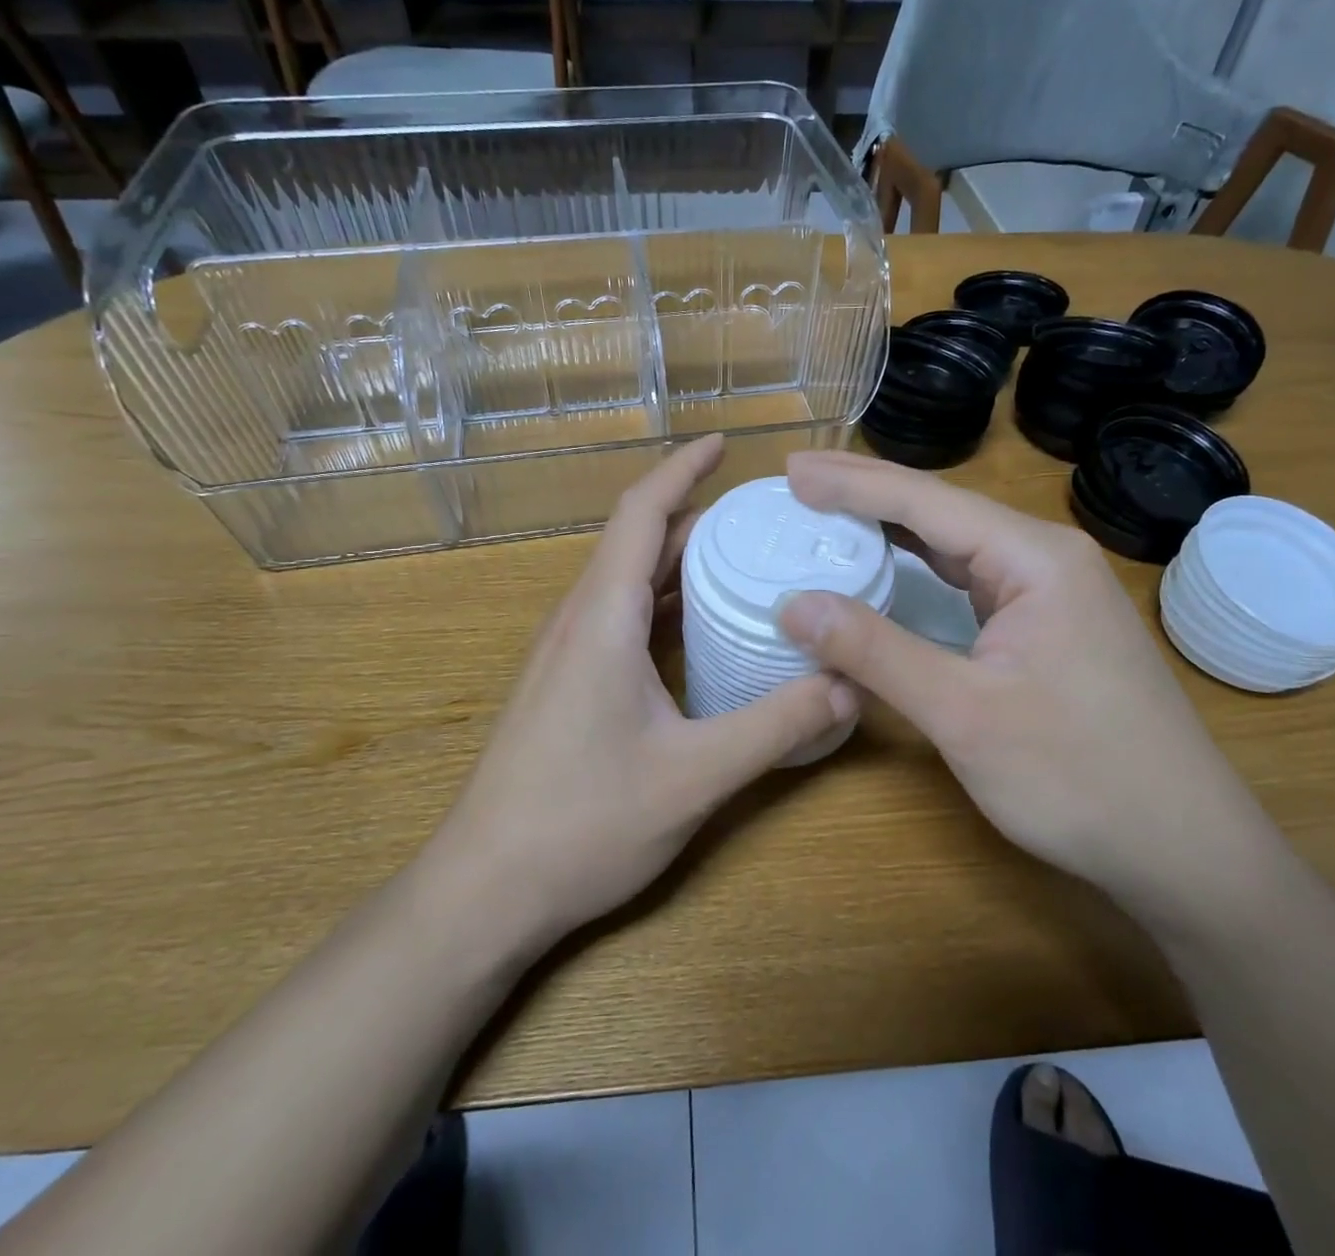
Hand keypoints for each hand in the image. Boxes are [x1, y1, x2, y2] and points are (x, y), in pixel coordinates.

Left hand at [435, 436, 858, 946]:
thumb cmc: (582, 824)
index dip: (682, 469)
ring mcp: (566, 653)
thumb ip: (777, 726)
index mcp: (603, 617)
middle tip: (765, 515)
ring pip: (629, 581)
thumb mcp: (695, 776)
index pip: (642, 513)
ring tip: (745, 559)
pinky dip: (665, 602)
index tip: (724, 443)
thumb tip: (850, 684)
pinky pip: (621, 617)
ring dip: (682, 560)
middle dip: (698, 515)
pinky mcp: (566, 684)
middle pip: (640, 542)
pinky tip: (703, 628)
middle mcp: (579, 620)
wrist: (484, 890)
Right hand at [775, 452, 1272, 911]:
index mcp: (1034, 558)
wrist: (1183, 847)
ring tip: (829, 509)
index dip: (852, 484)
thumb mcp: (963, 713)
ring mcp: (1052, 592)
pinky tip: (892, 564)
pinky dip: (921, 567)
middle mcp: (1046, 559)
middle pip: (942, 510)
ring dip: (892, 527)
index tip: (790, 470)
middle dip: (867, 493)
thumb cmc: (1078, 777)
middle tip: (798, 478)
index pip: (926, 502)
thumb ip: (875, 651)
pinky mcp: (1049, 626)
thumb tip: (793, 605)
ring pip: (957, 544)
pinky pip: (972, 579)